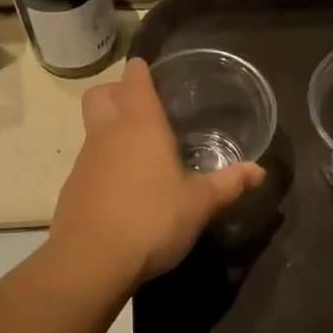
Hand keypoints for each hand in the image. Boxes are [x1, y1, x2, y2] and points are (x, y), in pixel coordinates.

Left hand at [52, 58, 263, 286]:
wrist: (92, 261)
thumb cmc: (152, 220)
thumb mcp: (200, 204)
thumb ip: (229, 184)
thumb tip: (260, 171)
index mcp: (141, 125)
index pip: (134, 79)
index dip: (141, 70)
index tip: (152, 71)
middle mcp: (108, 133)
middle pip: (100, 94)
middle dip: (116, 92)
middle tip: (142, 108)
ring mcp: (85, 161)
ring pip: (92, 128)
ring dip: (110, 129)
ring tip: (139, 152)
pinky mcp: (73, 188)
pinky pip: (89, 162)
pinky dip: (103, 165)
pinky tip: (124, 189)